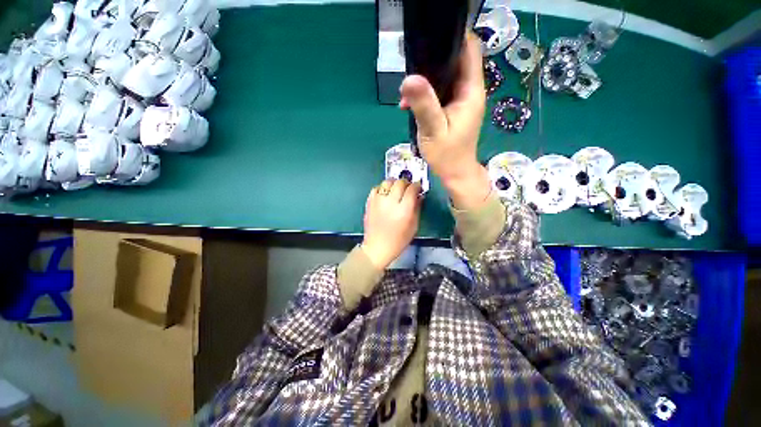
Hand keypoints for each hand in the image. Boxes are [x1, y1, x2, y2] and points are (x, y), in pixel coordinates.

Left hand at [361, 179, 421, 269]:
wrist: (377, 247)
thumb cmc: (398, 240)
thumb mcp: (414, 226)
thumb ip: (417, 208)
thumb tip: (419, 195)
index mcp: (404, 210)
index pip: (412, 189)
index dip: (417, 185)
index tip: (418, 187)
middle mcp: (390, 202)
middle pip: (400, 182)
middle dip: (406, 183)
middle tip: (408, 188)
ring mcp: (378, 201)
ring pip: (387, 182)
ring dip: (394, 183)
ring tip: (396, 189)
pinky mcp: (370, 202)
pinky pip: (377, 188)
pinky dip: (382, 188)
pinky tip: (386, 194)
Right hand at [399, 32, 490, 209]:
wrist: (455, 173)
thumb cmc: (447, 155)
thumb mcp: (433, 130)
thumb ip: (424, 104)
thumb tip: (409, 79)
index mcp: (470, 91)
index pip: (469, 50)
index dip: (453, 37)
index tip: (430, 38)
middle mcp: (469, 91)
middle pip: (455, 61)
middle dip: (433, 61)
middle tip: (411, 68)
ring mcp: (462, 101)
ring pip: (446, 77)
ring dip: (427, 80)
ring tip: (408, 92)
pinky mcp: (454, 110)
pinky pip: (441, 93)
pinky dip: (427, 95)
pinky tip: (412, 104)